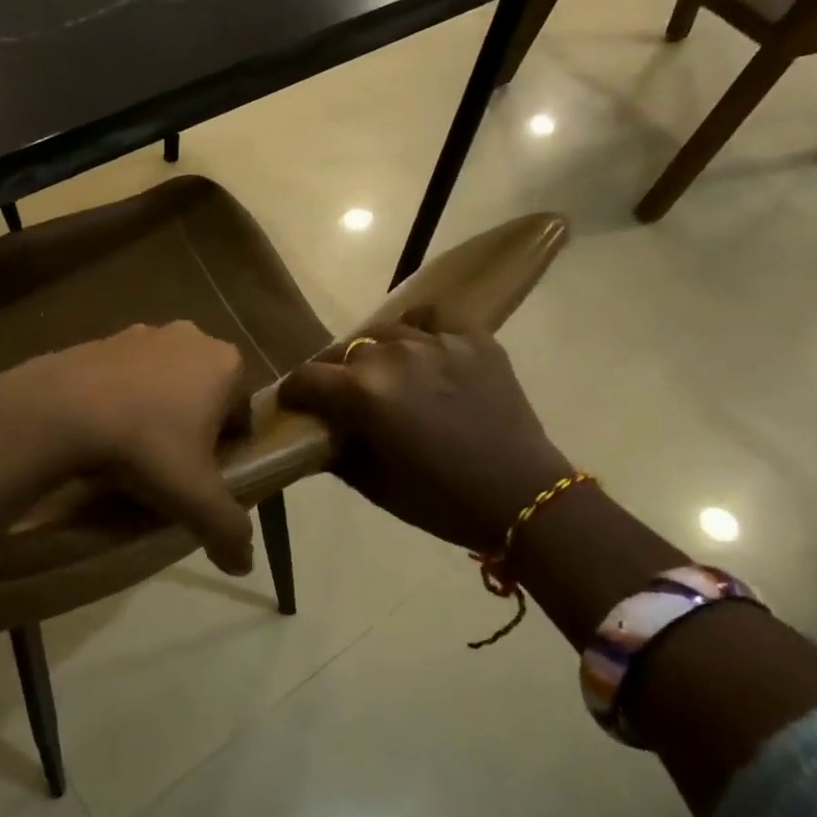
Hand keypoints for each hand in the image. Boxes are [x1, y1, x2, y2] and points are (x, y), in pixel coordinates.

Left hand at [11, 322, 255, 571]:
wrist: (61, 411)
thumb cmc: (146, 446)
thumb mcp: (195, 497)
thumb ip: (228, 529)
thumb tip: (244, 564)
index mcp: (225, 364)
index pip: (241, 412)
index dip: (227, 447)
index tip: (204, 474)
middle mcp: (189, 337)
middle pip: (203, 392)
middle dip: (192, 425)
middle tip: (170, 465)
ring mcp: (141, 333)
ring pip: (163, 381)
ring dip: (156, 409)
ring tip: (132, 451)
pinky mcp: (100, 338)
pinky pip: (123, 375)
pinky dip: (121, 399)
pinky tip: (102, 432)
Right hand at [277, 316, 569, 551]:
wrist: (522, 497)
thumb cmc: (440, 500)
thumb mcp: (375, 485)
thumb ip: (337, 453)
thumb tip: (319, 435)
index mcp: (362, 392)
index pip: (307, 378)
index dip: (294, 392)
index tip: (296, 404)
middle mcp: (391, 355)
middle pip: (344, 351)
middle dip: (334, 374)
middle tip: (344, 396)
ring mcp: (435, 341)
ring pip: (385, 332)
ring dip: (376, 353)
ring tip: (386, 372)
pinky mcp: (472, 337)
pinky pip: (433, 317)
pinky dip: (420, 327)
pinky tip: (423, 346)